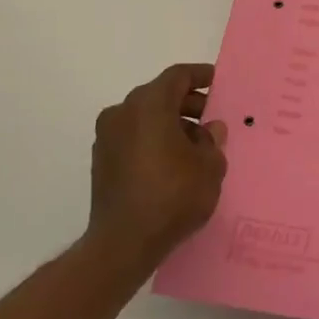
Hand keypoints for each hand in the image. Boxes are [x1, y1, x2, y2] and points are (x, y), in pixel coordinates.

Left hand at [88, 63, 228, 271]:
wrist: (124, 242)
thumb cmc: (173, 195)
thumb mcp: (209, 167)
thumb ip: (212, 141)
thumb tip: (209, 130)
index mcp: (149, 105)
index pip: (177, 76)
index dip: (199, 76)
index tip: (217, 81)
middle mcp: (123, 113)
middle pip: (159, 95)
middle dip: (187, 103)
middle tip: (211, 117)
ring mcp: (107, 137)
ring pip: (145, 117)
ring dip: (171, 123)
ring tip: (197, 145)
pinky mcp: (101, 161)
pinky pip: (133, 137)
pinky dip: (154, 139)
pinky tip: (174, 161)